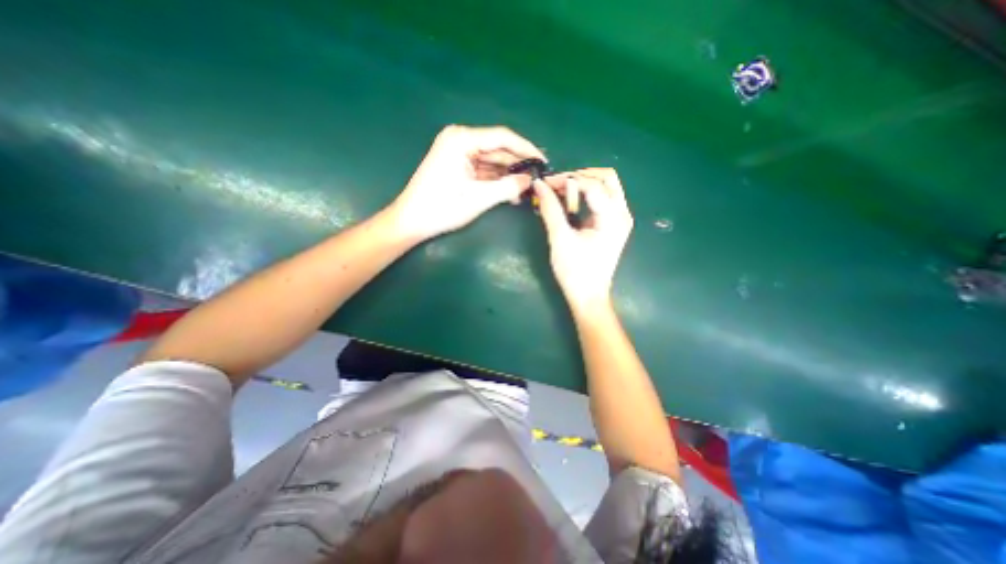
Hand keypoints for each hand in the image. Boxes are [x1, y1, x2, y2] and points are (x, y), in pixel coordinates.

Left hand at [386, 125, 542, 239]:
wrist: (412, 221)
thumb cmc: (442, 207)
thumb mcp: (478, 198)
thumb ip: (507, 187)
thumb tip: (530, 181)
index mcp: (461, 139)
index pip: (502, 137)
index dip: (526, 149)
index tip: (543, 161)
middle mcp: (460, 140)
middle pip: (498, 149)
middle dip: (518, 165)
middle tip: (538, 178)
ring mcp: (458, 154)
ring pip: (492, 161)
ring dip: (508, 175)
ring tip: (527, 189)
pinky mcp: (458, 166)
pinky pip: (483, 170)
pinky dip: (497, 181)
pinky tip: (511, 192)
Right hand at [530, 168, 630, 309]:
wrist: (588, 296)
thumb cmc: (575, 271)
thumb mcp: (560, 238)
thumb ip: (550, 209)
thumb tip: (539, 185)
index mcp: (613, 217)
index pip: (591, 184)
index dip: (566, 180)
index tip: (545, 184)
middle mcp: (622, 213)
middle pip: (606, 178)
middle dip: (579, 176)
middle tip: (556, 185)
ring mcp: (619, 219)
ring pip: (606, 186)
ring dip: (583, 183)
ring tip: (560, 192)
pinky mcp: (612, 224)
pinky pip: (603, 198)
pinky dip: (586, 195)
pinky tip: (569, 201)